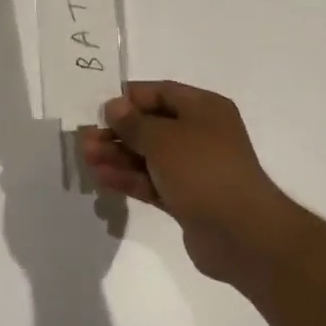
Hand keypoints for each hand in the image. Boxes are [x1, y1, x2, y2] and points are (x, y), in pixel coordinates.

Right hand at [79, 82, 298, 288]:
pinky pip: (153, 181)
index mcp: (204, 108)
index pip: (161, 92)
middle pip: (152, 126)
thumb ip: (134, 123)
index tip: (98, 108)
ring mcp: (195, 168)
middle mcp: (201, 133)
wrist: (241, 232)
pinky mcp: (187, 198)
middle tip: (85, 139)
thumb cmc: (203, 170)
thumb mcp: (164, 139)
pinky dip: (129, 178)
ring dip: (119, 155)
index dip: (130, 99)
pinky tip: (102, 178)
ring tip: (87, 158)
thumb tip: (114, 106)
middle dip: (118, 132)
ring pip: (150, 156)